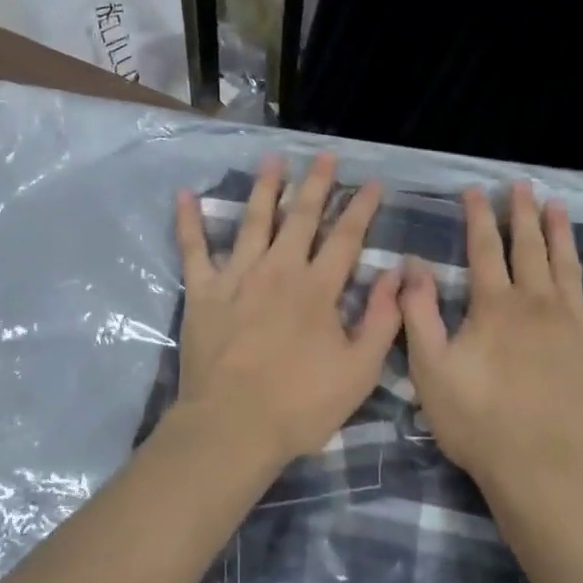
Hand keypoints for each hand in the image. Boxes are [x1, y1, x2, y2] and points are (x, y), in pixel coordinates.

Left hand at [172, 152, 402, 468]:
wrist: (232, 427)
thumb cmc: (300, 404)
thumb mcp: (359, 370)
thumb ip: (381, 319)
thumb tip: (396, 274)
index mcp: (317, 288)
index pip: (346, 237)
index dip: (361, 207)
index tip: (372, 182)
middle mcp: (278, 270)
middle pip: (300, 217)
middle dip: (316, 183)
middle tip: (325, 155)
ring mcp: (237, 277)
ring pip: (253, 220)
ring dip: (265, 188)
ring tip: (273, 159)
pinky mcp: (203, 292)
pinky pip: (194, 249)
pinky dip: (189, 221)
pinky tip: (185, 194)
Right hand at [400, 182, 582, 495]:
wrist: (544, 470)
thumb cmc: (479, 421)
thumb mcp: (431, 369)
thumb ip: (419, 313)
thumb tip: (412, 264)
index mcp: (495, 306)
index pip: (484, 249)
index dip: (479, 216)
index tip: (476, 189)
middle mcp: (537, 302)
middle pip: (529, 248)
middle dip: (523, 213)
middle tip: (522, 185)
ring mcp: (575, 324)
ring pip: (567, 265)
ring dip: (561, 232)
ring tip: (558, 205)